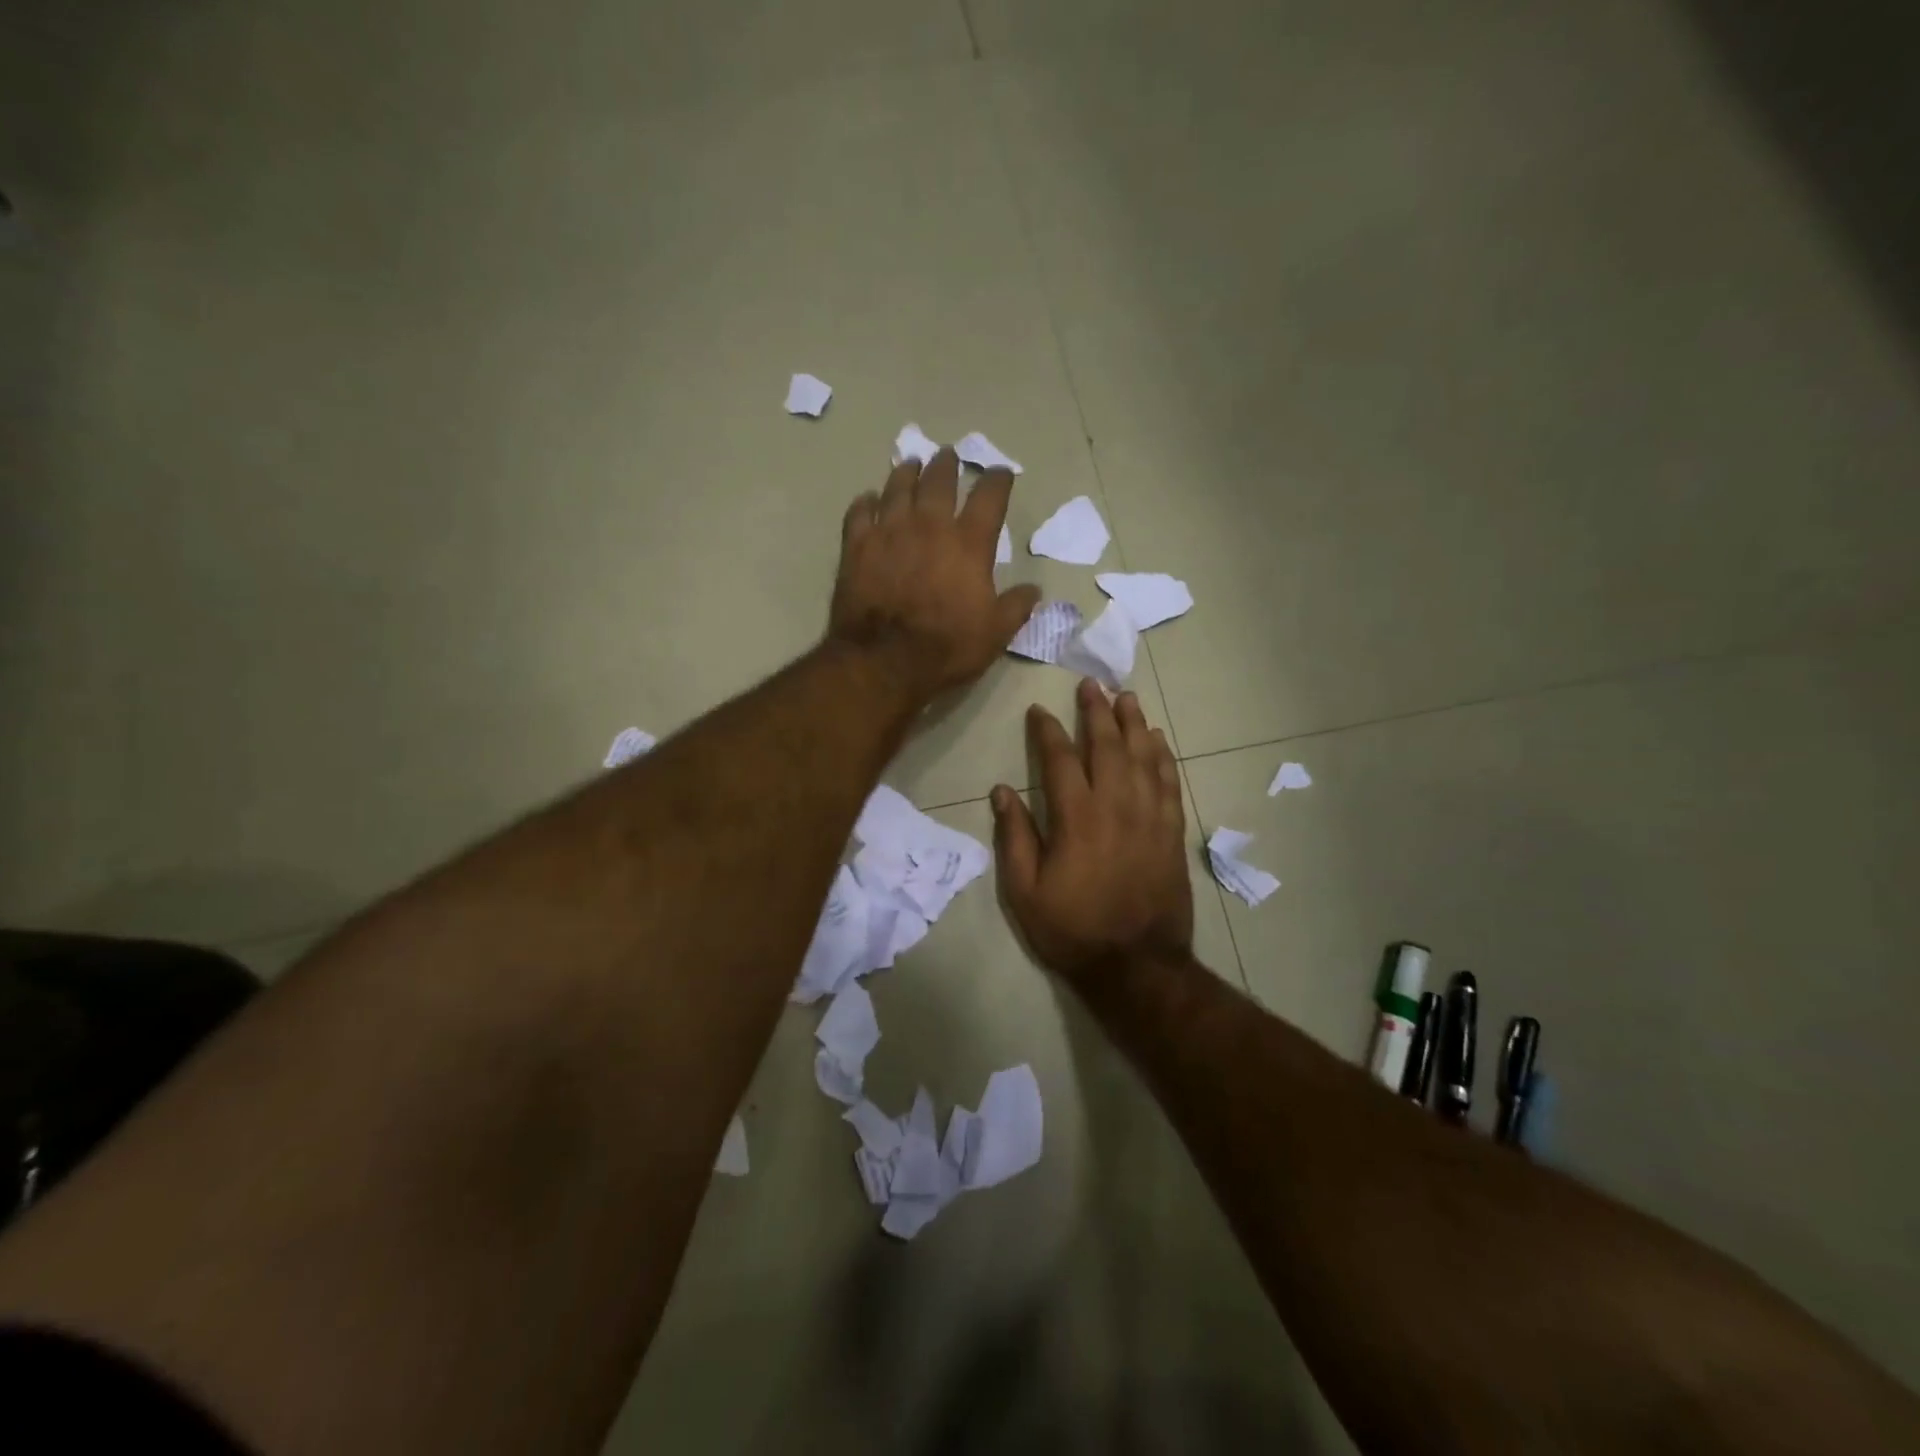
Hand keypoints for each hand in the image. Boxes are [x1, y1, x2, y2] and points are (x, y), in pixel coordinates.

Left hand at [828, 450, 1040, 703]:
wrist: (884, 661)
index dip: (997, 480)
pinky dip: (865, 503)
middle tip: (948, 456)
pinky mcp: (856, 547)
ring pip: (898, 488)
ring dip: (907, 473)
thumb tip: (1034, 590)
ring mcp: (889, 532)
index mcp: (969, 543)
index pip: (989, 497)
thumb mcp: (995, 634)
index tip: (1000, 473)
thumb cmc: (946, 648)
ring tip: (911, 465)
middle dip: (947, 465)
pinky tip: (868, 500)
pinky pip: (859, 512)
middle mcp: (929, 526)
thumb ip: (1016, 607)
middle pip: (939, 481)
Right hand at [992, 679, 1193, 985]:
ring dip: (1134, 723)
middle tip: (1091, 685)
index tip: (1039, 712)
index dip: (1048, 731)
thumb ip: (1014, 837)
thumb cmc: (1073, 929)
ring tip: (1125, 698)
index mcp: (1076, 817)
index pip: (1060, 759)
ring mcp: (1149, 817)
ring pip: (1144, 756)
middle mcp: (1116, 806)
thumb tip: (1001, 791)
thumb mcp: (1025, 891)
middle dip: (1096, 712)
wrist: (1136, 966)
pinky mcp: (1171, 832)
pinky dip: (1163, 756)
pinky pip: (1169, 782)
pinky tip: (1158, 740)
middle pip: (1108, 746)